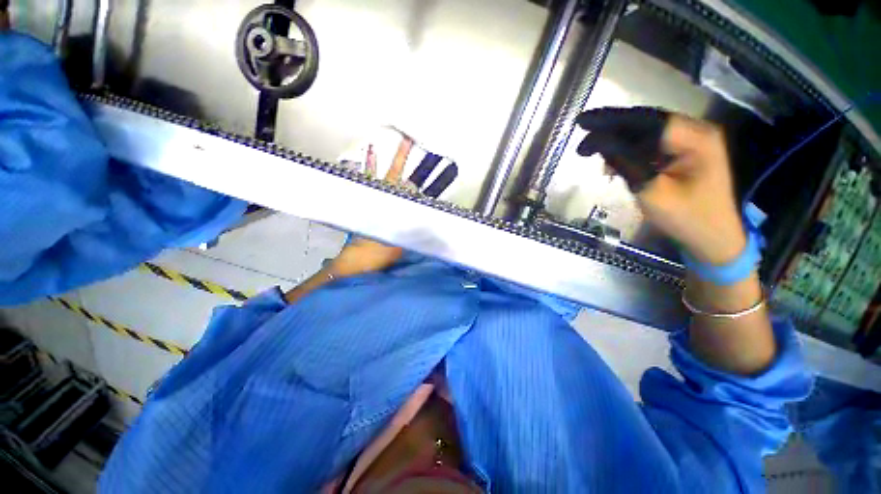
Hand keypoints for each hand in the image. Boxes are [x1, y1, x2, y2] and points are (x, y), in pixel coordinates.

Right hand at [576, 108, 745, 265]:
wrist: (716, 238)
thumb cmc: (687, 218)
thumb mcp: (652, 191)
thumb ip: (625, 162)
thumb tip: (597, 142)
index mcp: (695, 137)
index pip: (646, 119)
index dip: (611, 119)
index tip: (582, 123)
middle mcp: (696, 132)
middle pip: (646, 122)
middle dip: (611, 127)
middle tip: (582, 135)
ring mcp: (691, 142)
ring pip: (646, 132)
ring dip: (618, 140)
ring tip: (592, 151)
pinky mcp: (684, 154)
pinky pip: (651, 145)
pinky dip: (628, 150)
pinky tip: (613, 162)